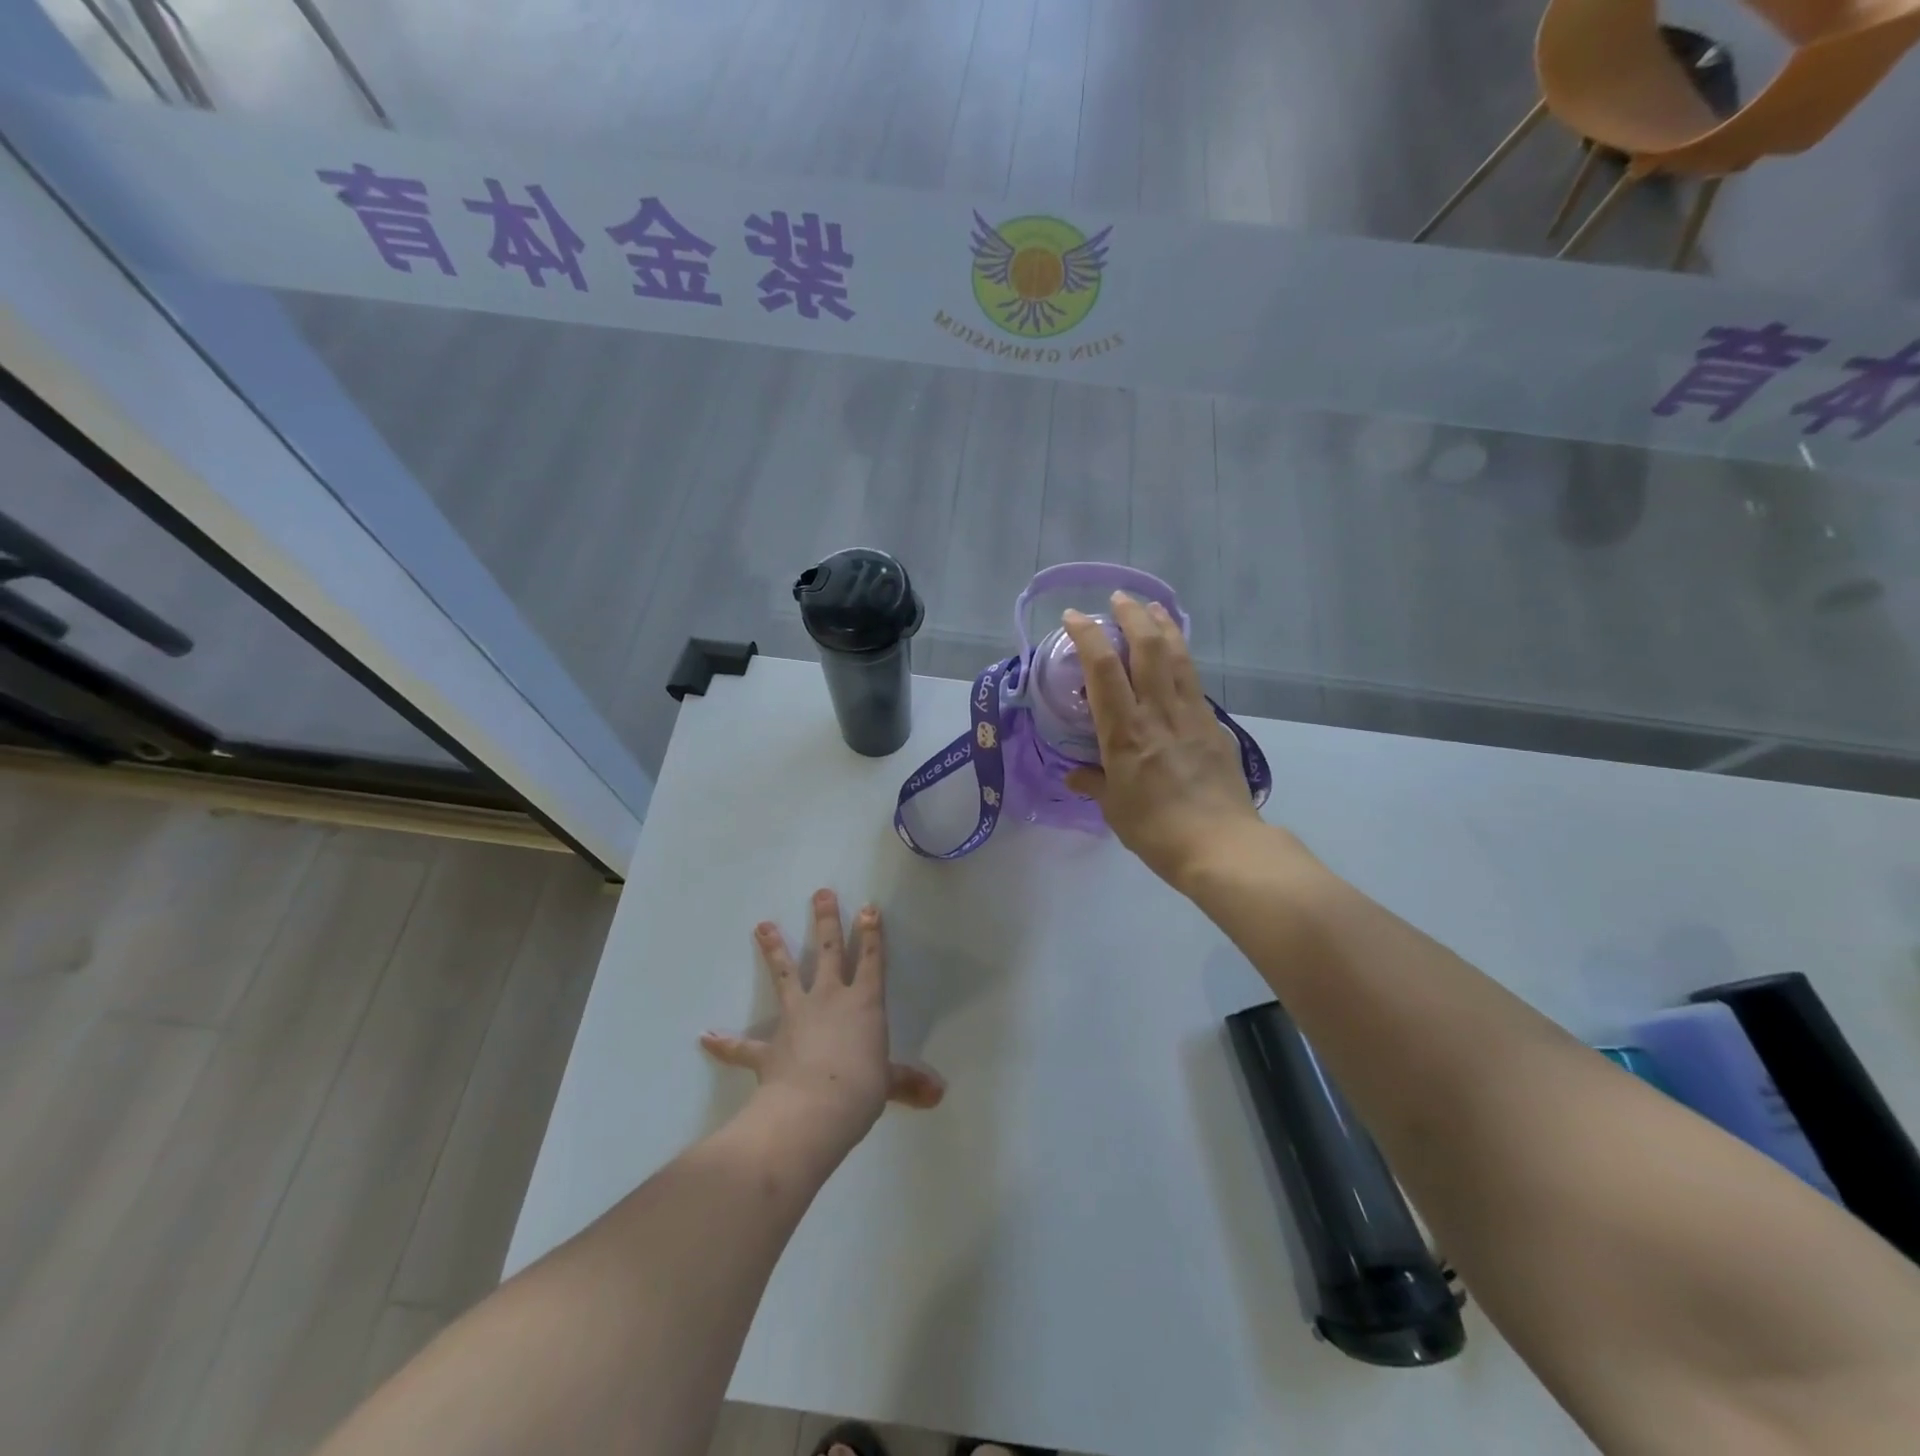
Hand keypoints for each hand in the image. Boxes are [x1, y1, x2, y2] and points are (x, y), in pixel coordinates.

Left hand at [700, 890, 943, 1143]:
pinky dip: (725, 1043)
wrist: (815, 1108)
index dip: (871, 934)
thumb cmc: (861, 1089)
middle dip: (826, 920)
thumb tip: (938, 1094)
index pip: (872, 961)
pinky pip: (743, 1046)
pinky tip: (706, 1037)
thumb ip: (908, 1083)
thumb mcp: (888, 1084)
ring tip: (762, 925)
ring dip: (774, 949)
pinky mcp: (769, 1046)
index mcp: (864, 1004)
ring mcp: (796, 1018)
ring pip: (785, 975)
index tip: (867, 907)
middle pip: (829, 952)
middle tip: (821, 893)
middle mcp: (829, 999)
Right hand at [1062, 594, 1267, 886]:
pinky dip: (1182, 659)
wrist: (1221, 846)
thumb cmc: (1156, 831)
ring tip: (1151, 609)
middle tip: (1119, 599)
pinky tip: (1177, 658)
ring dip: (1163, 626)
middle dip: (1131, 615)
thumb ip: (1094, 783)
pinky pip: (1195, 681)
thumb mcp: (1114, 809)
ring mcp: (1192, 715)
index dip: (1088, 635)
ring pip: (1178, 656)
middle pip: (1148, 648)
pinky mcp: (1215, 726)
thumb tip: (1074, 775)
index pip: (1103, 669)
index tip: (1073, 617)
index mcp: (1125, 733)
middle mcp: (1159, 713)